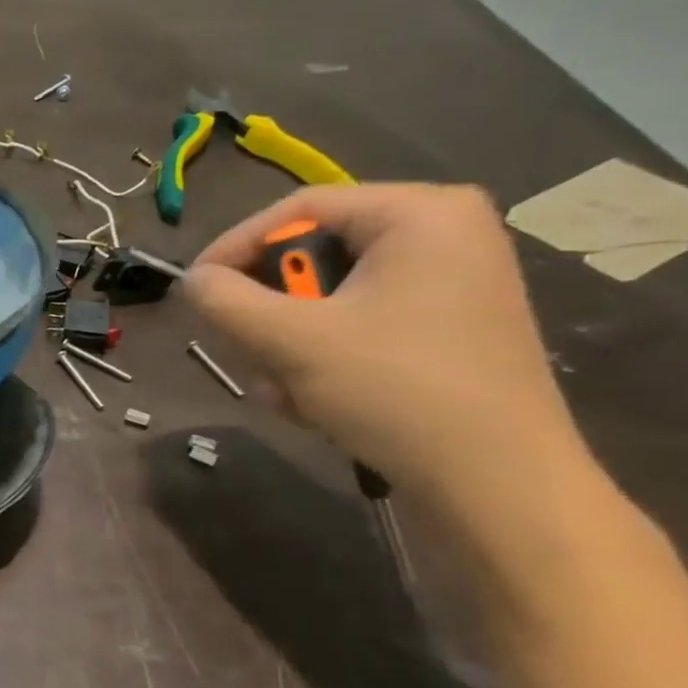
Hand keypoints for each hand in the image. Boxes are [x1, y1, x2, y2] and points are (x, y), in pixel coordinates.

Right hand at [183, 184, 588, 515]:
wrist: (495, 479)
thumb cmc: (395, 389)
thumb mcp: (291, 340)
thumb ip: (226, 301)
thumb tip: (192, 280)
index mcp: (420, 214)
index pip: (298, 209)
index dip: (233, 246)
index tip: (194, 290)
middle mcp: (442, 236)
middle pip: (311, 256)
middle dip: (268, 312)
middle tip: (242, 347)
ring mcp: (448, 284)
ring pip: (326, 298)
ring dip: (286, 345)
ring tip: (282, 390)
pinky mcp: (445, 328)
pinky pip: (357, 324)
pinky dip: (321, 358)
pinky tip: (312, 401)